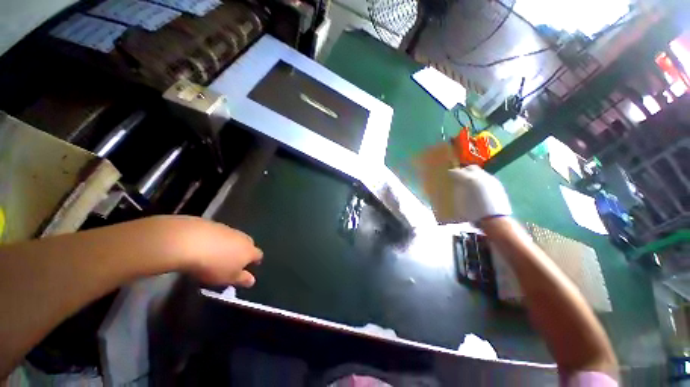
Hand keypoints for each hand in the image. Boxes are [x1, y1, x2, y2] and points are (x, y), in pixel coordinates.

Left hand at [160, 216, 262, 286]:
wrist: (189, 242)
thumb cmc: (213, 265)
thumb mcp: (227, 278)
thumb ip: (241, 279)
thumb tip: (252, 280)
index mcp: (250, 251)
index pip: (258, 255)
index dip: (255, 261)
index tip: (251, 266)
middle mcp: (243, 238)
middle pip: (248, 244)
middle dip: (244, 251)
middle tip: (234, 260)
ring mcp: (229, 229)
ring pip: (234, 238)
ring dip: (230, 245)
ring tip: (217, 254)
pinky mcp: (214, 224)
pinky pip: (220, 233)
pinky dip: (216, 239)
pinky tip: (205, 246)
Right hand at [449, 165, 511, 222]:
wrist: (494, 220)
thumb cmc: (472, 211)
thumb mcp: (459, 200)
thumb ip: (457, 188)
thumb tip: (456, 182)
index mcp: (469, 179)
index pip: (458, 171)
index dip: (452, 173)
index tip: (449, 177)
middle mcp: (481, 176)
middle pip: (471, 168)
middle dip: (464, 171)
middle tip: (458, 178)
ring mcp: (491, 180)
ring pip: (480, 172)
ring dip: (473, 176)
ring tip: (469, 184)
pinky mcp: (498, 185)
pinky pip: (486, 179)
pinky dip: (480, 181)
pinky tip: (478, 190)